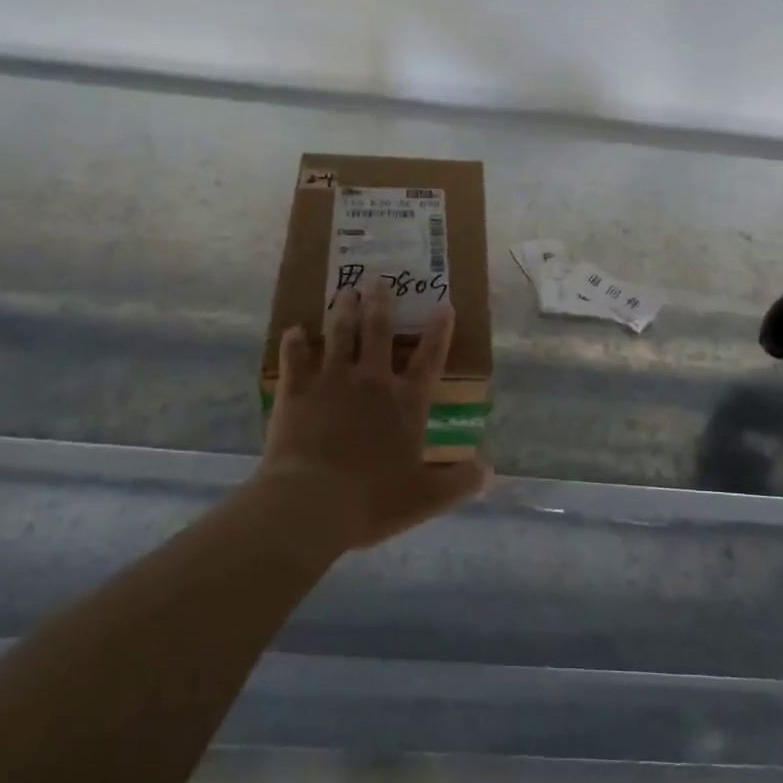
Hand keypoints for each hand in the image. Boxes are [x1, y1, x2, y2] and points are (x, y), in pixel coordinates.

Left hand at [261, 286, 488, 551]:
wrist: (311, 502)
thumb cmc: (373, 499)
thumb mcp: (426, 498)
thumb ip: (459, 483)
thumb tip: (490, 473)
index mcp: (406, 403)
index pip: (429, 359)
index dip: (439, 332)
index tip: (444, 305)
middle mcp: (371, 381)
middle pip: (378, 332)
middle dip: (381, 304)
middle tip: (378, 280)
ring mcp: (331, 382)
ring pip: (339, 334)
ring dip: (343, 311)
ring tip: (345, 291)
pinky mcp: (296, 391)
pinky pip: (294, 358)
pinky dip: (294, 343)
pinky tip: (293, 330)